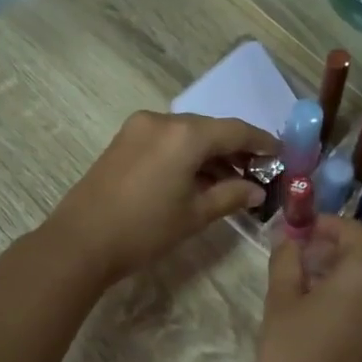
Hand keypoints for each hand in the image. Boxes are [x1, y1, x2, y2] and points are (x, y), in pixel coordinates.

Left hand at [46, 111, 276, 284]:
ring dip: (210, 154)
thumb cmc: (145, 229)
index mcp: (185, 134)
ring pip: (187, 134)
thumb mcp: (195, 215)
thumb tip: (257, 190)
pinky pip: (166, 140)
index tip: (281, 156)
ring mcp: (139, 128)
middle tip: (257, 174)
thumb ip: (231, 196)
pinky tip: (197, 178)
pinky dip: (186, 154)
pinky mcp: (124, 140)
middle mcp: (162, 120)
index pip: (236, 131)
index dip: (262, 143)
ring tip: (230, 182)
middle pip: (211, 129)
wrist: (80, 241)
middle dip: (236, 150)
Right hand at [258, 217, 361, 361]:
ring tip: (313, 279)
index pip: (353, 230)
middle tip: (307, 254)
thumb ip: (287, 260)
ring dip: (350, 268)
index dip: (327, 224)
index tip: (302, 230)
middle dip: (340, 246)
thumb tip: (290, 239)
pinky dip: (359, 291)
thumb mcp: (281, 299)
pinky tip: (328, 303)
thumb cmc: (292, 349)